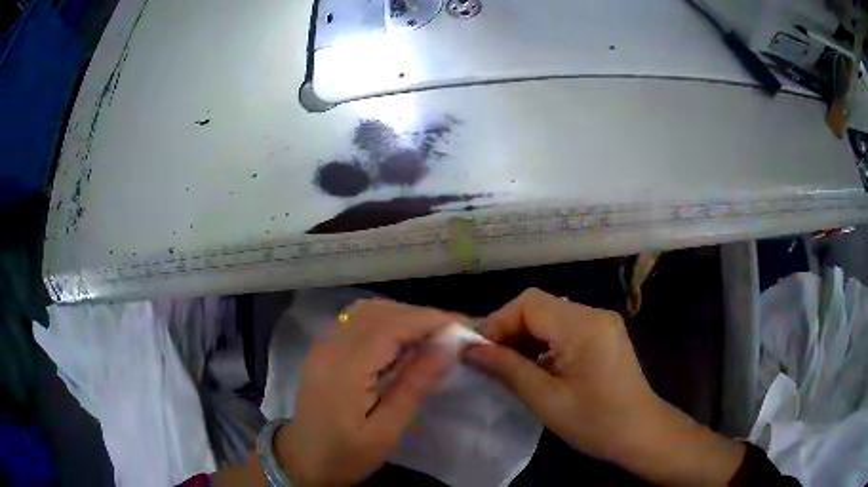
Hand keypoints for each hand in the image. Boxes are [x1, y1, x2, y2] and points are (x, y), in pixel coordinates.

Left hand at [278, 300, 456, 486]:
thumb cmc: (345, 455)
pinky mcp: (324, 350)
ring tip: (432, 337)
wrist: (302, 461)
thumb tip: (447, 348)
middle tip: (453, 334)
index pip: (392, 326)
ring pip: (368, 312)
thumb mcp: (385, 431)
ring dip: (403, 317)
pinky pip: (358, 322)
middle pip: (380, 312)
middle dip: (420, 316)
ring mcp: (324, 345)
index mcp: (345, 368)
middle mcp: (331, 346)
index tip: (464, 326)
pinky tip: (403, 342)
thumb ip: (414, 386)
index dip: (430, 320)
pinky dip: (386, 323)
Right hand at [463, 289, 744, 485]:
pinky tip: (536, 367)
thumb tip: (470, 350)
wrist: (641, 433)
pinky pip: (564, 327)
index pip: (529, 303)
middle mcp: (594, 314)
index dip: (498, 322)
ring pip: (550, 315)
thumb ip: (508, 369)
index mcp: (584, 326)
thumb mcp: (546, 400)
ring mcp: (601, 322)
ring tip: (509, 366)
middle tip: (491, 361)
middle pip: (539, 305)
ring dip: (525, 336)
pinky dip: (543, 342)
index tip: (479, 352)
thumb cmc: (596, 423)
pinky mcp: (604, 333)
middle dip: (509, 329)